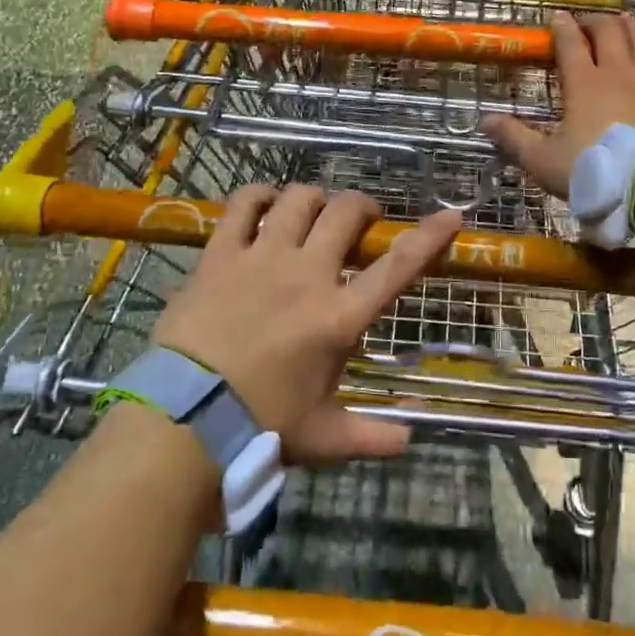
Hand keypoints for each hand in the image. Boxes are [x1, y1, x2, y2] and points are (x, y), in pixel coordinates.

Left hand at [150, 184, 462, 464]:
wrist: (183, 422)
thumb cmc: (259, 429)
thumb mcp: (322, 437)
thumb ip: (370, 436)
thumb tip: (409, 438)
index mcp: (338, 318)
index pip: (396, 268)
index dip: (428, 237)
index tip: (451, 214)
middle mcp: (306, 275)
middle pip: (345, 213)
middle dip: (362, 206)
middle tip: (361, 218)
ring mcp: (261, 258)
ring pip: (298, 199)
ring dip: (313, 199)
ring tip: (312, 212)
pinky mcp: (220, 254)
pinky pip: (243, 205)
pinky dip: (258, 197)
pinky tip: (264, 204)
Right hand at [482, 10, 634, 197]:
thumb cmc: (595, 169)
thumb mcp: (544, 160)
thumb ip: (515, 138)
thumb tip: (484, 121)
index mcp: (584, 83)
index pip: (570, 44)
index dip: (562, 28)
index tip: (556, 15)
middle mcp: (618, 73)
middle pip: (609, 33)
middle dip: (596, 21)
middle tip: (587, 21)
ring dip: (633, 28)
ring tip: (626, 21)